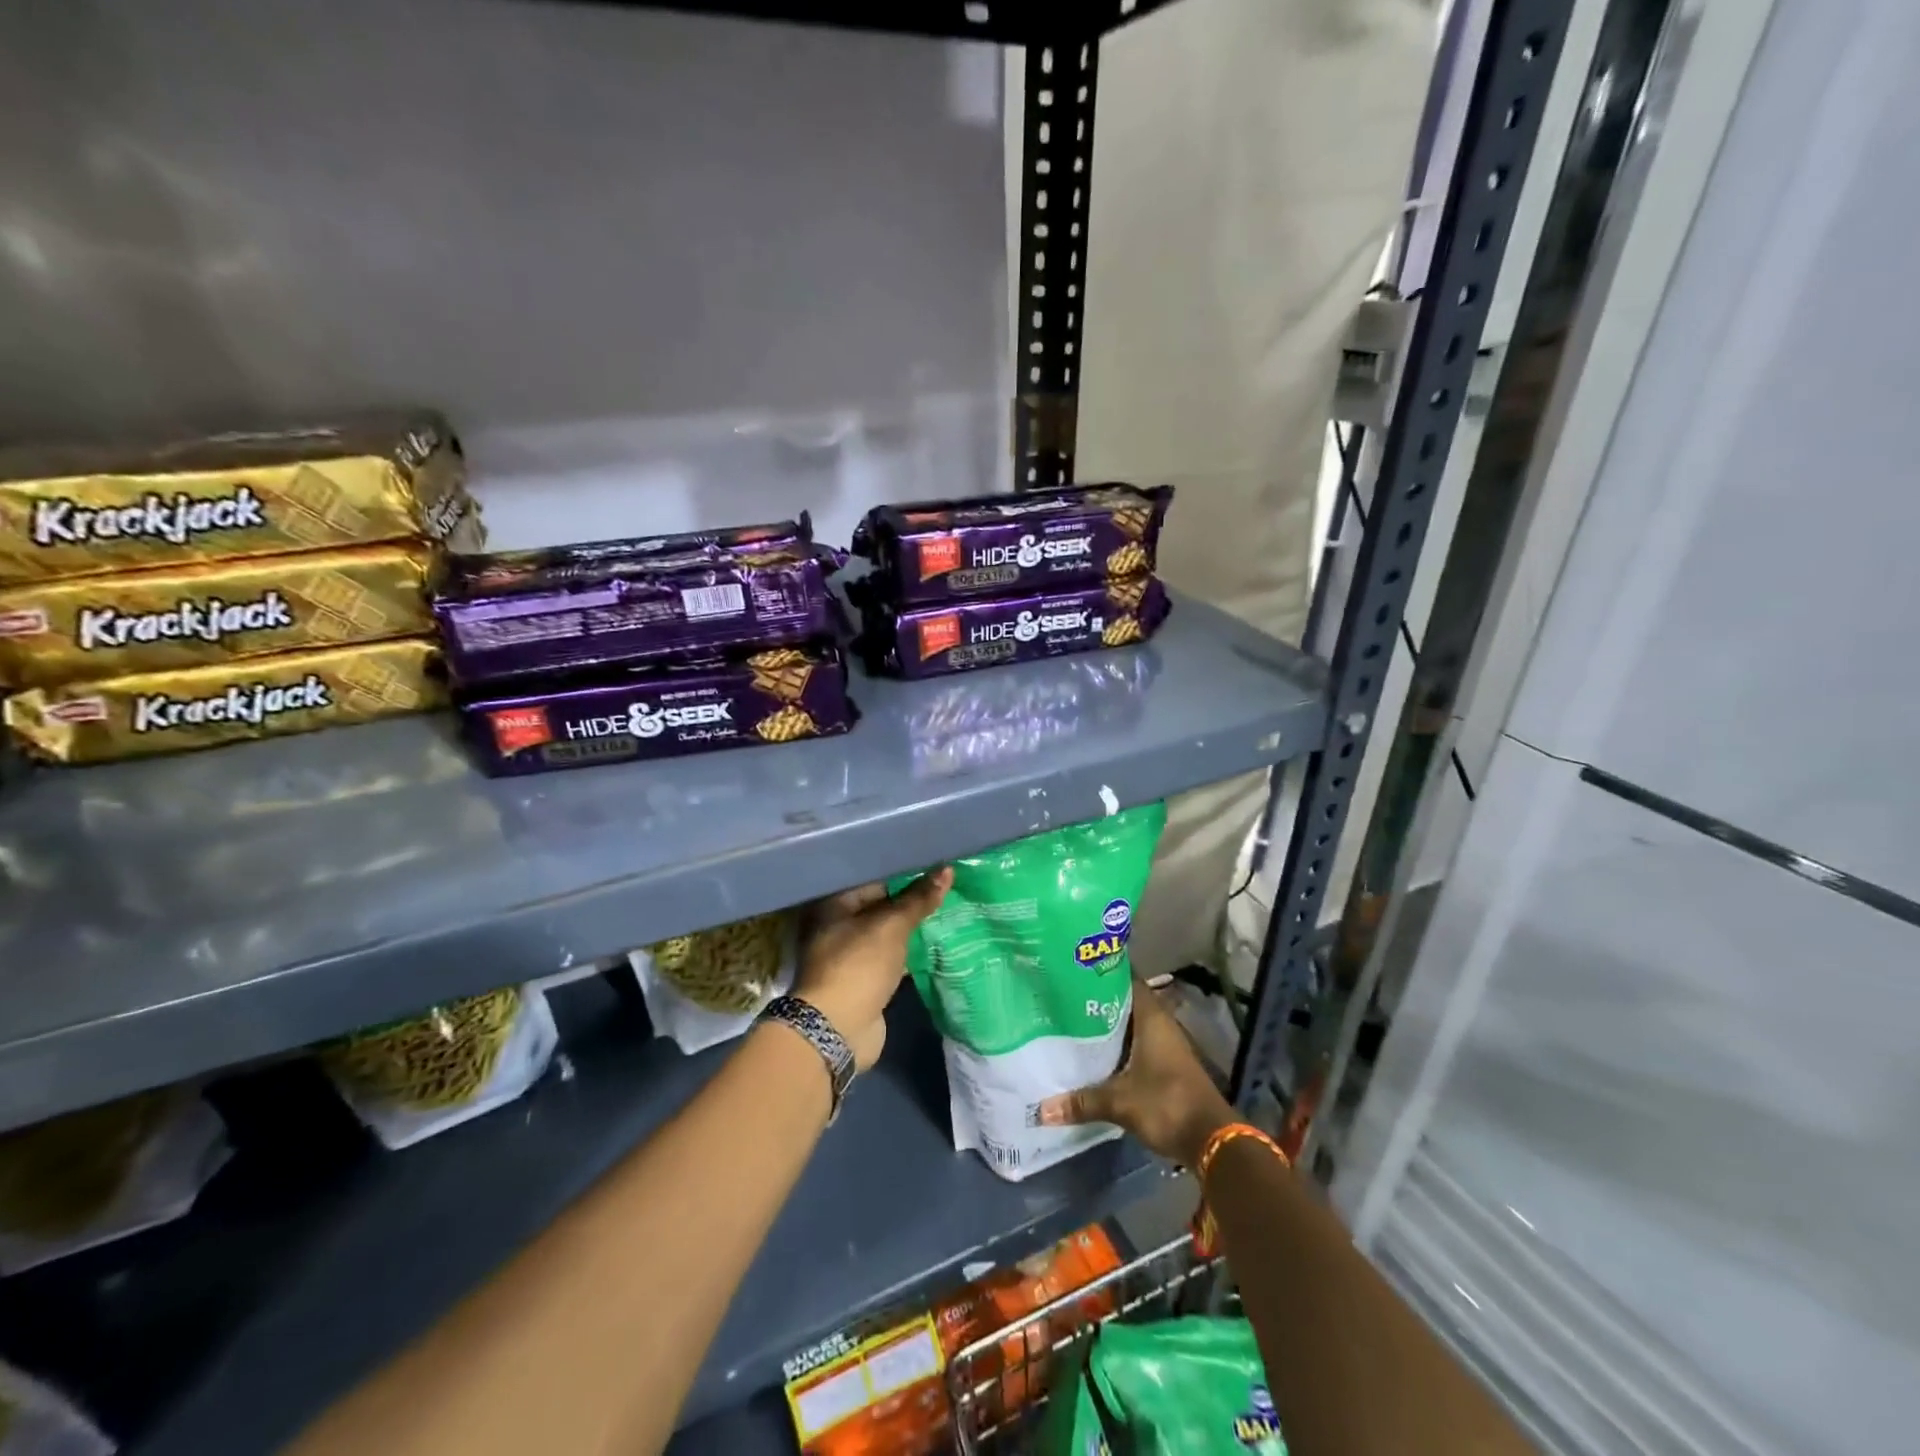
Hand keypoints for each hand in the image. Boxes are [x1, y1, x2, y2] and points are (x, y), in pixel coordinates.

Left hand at [793, 869, 951, 1068]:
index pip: (875, 878)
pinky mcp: (866, 979)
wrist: (838, 1029)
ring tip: (950, 909)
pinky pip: (893, 957)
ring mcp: (852, 955)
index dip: (905, 873)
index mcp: (835, 904)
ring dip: (913, 927)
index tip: (936, 866)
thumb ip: (919, 899)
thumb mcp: (892, 925)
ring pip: (889, 933)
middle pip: (882, 905)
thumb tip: (947, 869)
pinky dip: (911, 952)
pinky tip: (938, 943)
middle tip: (949, 885)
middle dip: (913, 900)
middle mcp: (839, 925)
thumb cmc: (859, 965)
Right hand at [1037, 982, 1234, 1166]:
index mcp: (1151, 1017)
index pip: (1126, 979)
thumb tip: (1041, 1110)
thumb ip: (1082, 1102)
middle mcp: (1161, 1024)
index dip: (1102, 973)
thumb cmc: (1167, 1104)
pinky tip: (1095, 1053)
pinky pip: (1137, 1044)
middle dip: (1098, 1000)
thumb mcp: (1119, 1102)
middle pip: (1126, 1002)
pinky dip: (1118, 1046)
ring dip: (1108, 1025)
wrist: (1212, 1141)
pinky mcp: (1167, 1065)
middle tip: (1064, 996)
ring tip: (1072, 1021)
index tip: (1074, 968)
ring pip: (1131, 1025)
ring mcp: (1166, 1045)